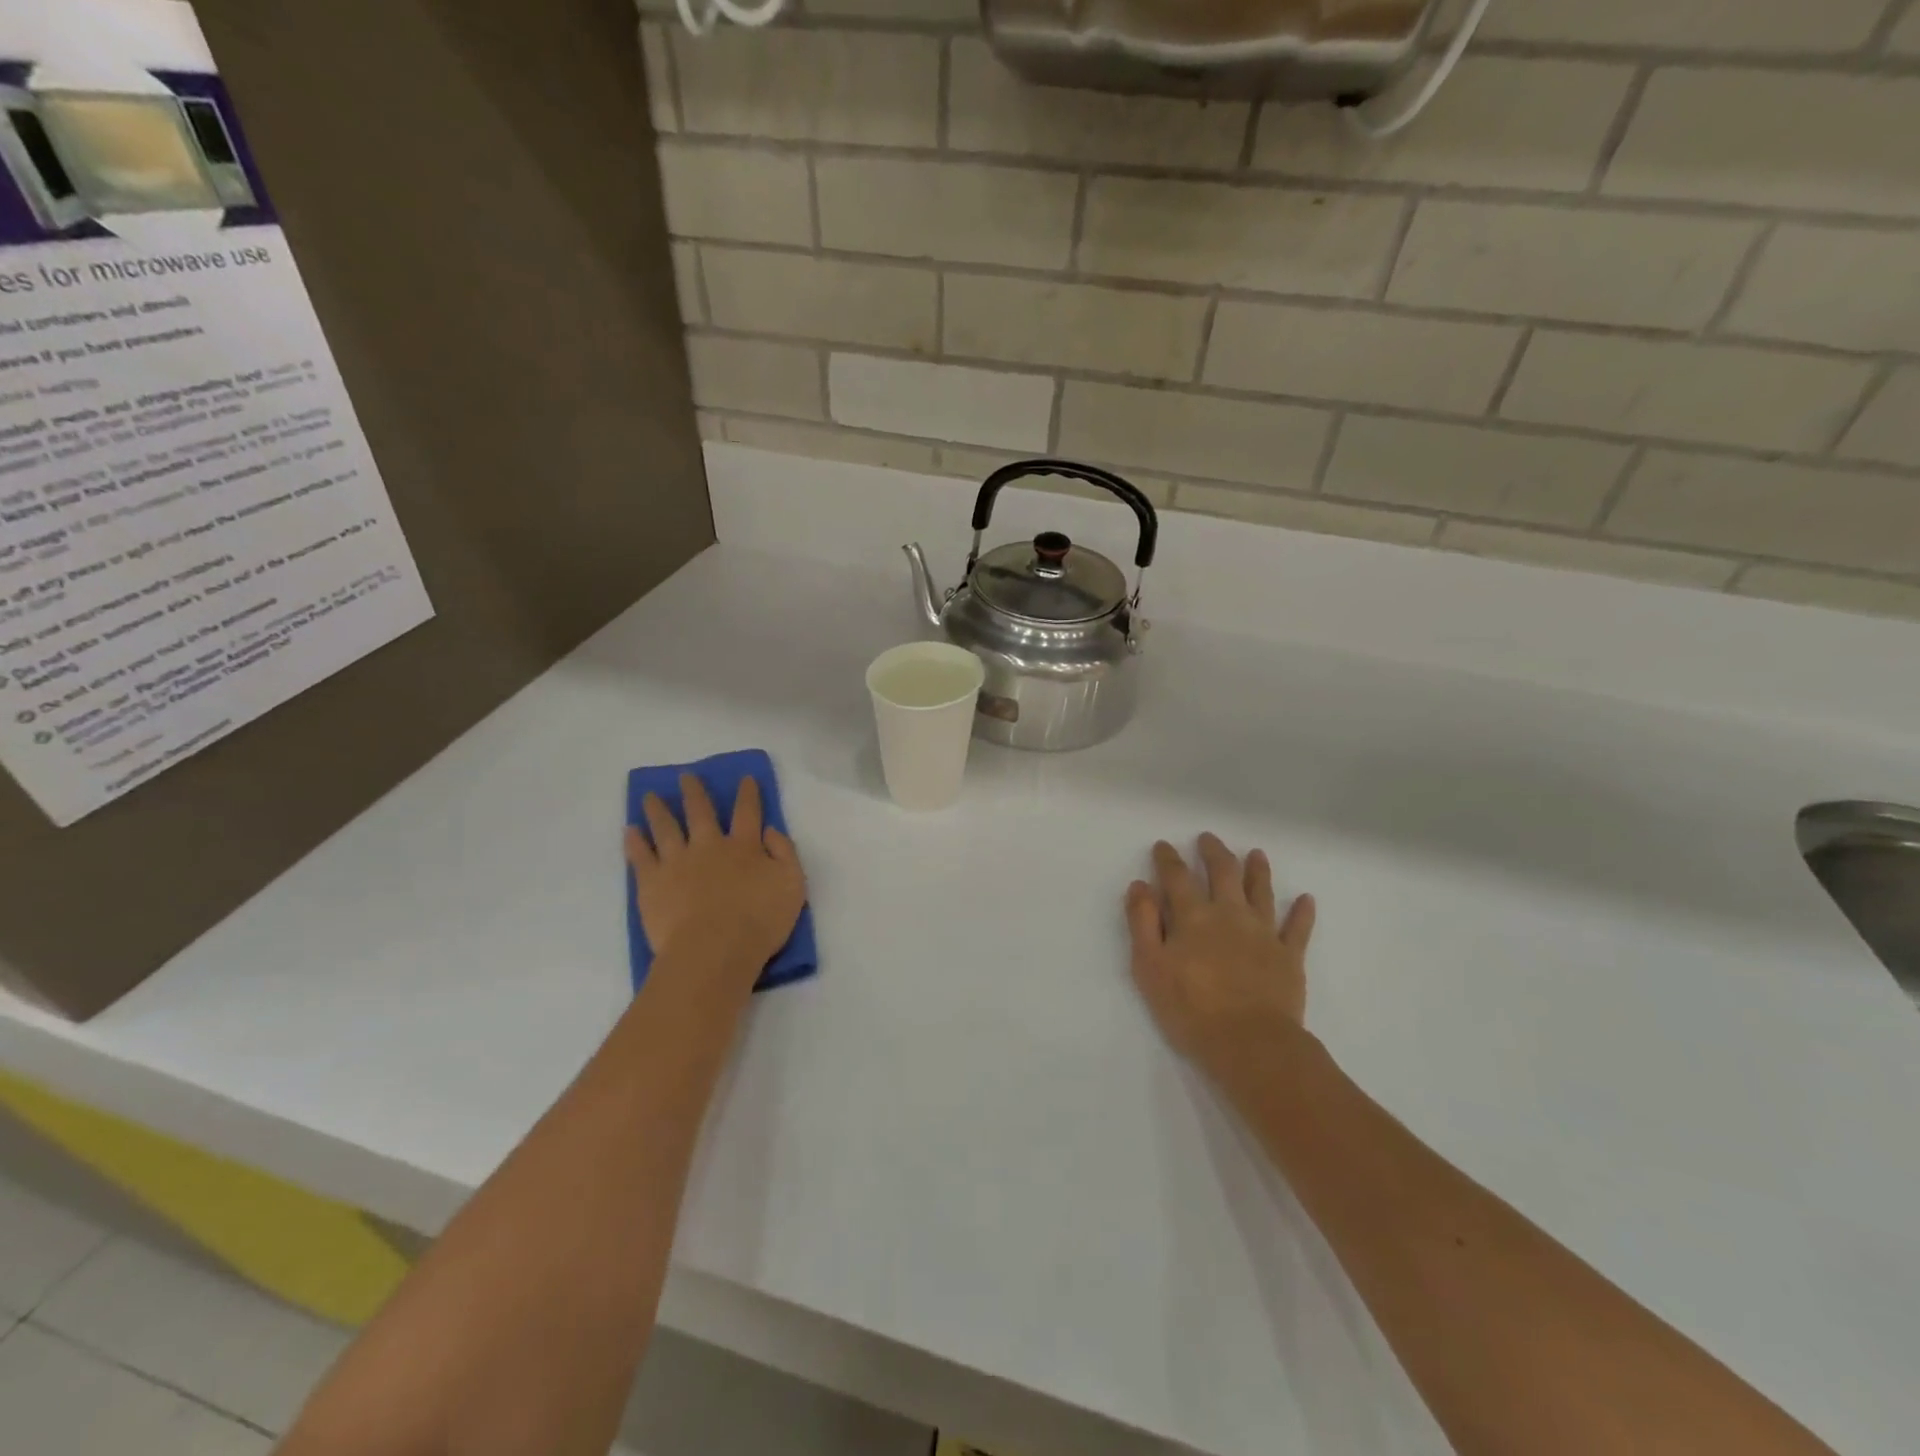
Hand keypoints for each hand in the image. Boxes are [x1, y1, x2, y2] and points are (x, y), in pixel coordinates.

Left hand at [626, 775, 806, 999]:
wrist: (713, 951)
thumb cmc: (759, 922)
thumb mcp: (792, 886)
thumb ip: (785, 854)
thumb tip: (771, 831)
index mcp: (745, 847)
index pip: (748, 812)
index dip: (748, 794)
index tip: (745, 778)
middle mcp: (709, 846)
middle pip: (700, 812)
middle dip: (695, 792)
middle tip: (686, 776)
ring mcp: (677, 862)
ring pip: (666, 827)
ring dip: (658, 809)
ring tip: (649, 795)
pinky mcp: (652, 883)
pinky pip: (640, 856)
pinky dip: (635, 841)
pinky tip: (630, 830)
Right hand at [1125, 834, 1315, 1078]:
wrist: (1250, 1043)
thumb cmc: (1190, 1008)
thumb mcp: (1150, 966)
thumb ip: (1143, 923)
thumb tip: (1140, 885)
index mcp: (1193, 916)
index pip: (1177, 877)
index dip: (1168, 859)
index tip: (1163, 845)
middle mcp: (1229, 914)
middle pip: (1223, 873)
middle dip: (1214, 853)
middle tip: (1208, 839)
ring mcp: (1263, 933)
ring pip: (1261, 892)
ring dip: (1258, 870)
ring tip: (1256, 854)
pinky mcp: (1289, 956)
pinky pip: (1298, 928)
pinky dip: (1302, 912)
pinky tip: (1305, 899)